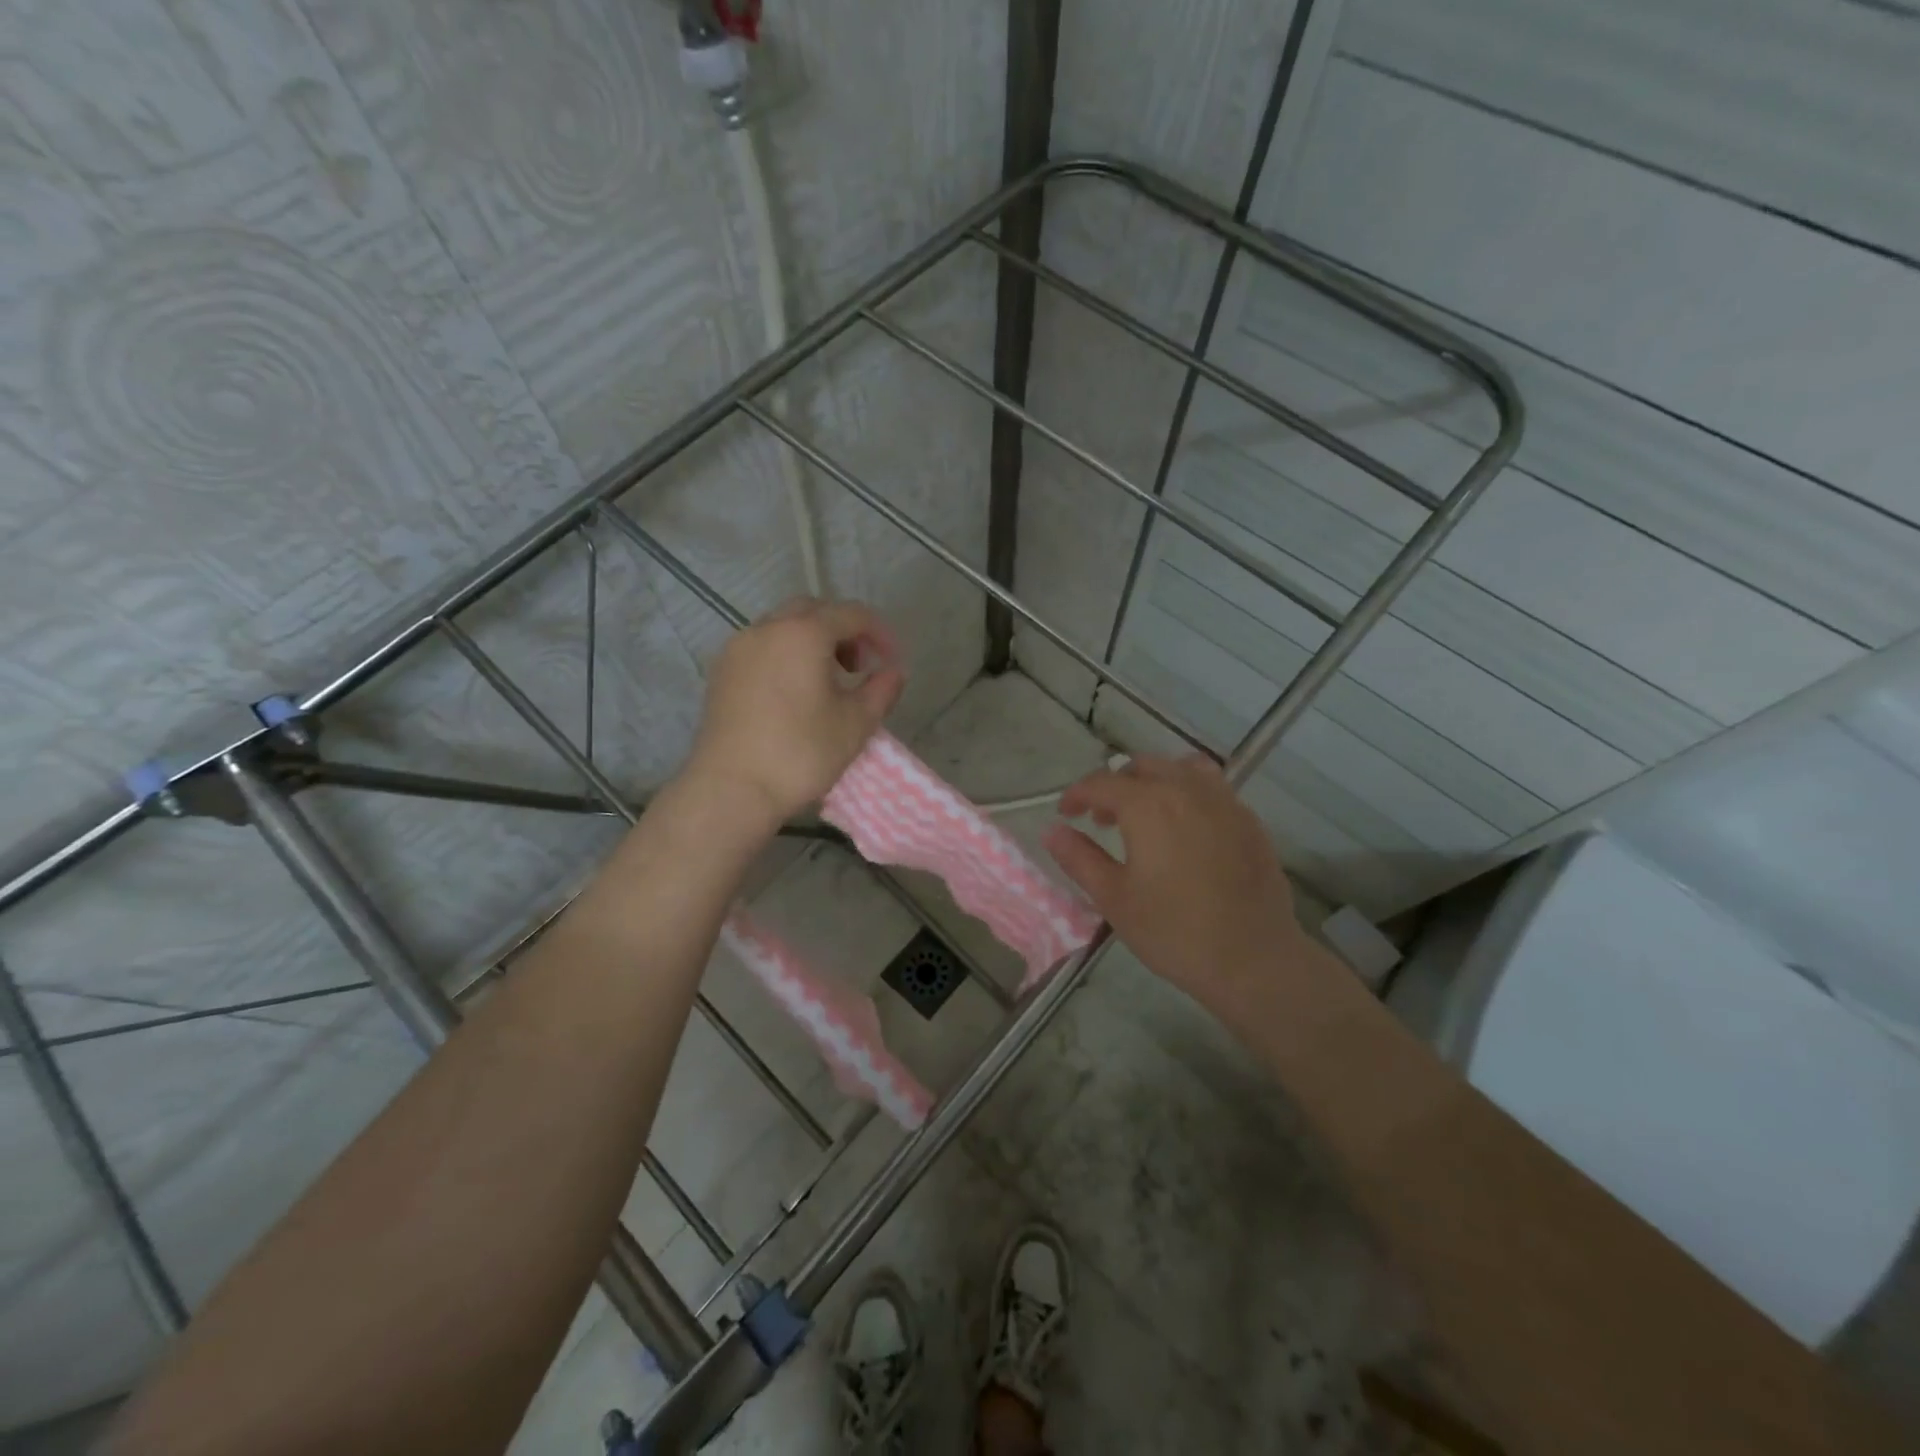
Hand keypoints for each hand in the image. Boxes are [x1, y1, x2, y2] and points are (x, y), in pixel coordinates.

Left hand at [681, 597, 903, 827]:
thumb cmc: (800, 753)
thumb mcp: (856, 724)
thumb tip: (893, 672)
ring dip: (812, 642)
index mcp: (804, 633)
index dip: (880, 633)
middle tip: (859, 667)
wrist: (731, 789)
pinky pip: (761, 647)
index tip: (893, 661)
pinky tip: (794, 693)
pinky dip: (785, 655)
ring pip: (783, 627)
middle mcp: (767, 629)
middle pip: (813, 611)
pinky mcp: (721, 672)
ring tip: (827, 681)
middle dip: (843, 630)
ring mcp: (738, 648)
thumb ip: (881, 689)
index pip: (852, 614)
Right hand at [1041, 755, 1310, 1012]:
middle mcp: (1186, 790)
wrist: (1253, 959)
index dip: (1078, 794)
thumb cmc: (1174, 931)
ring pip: (1181, 769)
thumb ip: (1080, 858)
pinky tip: (1186, 829)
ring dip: (1155, 782)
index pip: (1103, 782)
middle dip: (1116, 786)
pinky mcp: (1249, 820)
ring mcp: (1224, 802)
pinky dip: (1188, 793)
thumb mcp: (1114, 899)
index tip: (1065, 813)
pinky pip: (1212, 788)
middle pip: (1143, 767)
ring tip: (1146, 814)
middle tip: (1102, 819)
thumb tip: (1052, 831)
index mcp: (1148, 805)